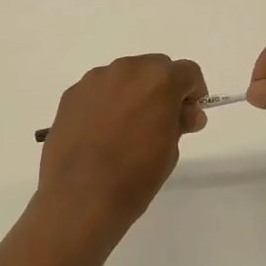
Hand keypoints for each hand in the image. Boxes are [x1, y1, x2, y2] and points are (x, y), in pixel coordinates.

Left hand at [35, 55, 208, 232]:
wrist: (81, 198)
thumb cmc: (135, 177)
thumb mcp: (170, 150)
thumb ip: (180, 122)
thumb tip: (186, 113)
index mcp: (159, 80)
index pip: (188, 72)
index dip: (193, 93)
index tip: (188, 115)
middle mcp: (127, 69)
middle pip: (154, 67)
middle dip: (162, 88)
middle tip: (159, 121)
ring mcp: (95, 79)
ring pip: (124, 76)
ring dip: (132, 92)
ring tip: (126, 128)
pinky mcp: (72, 94)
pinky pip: (99, 90)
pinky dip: (106, 102)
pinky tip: (101, 132)